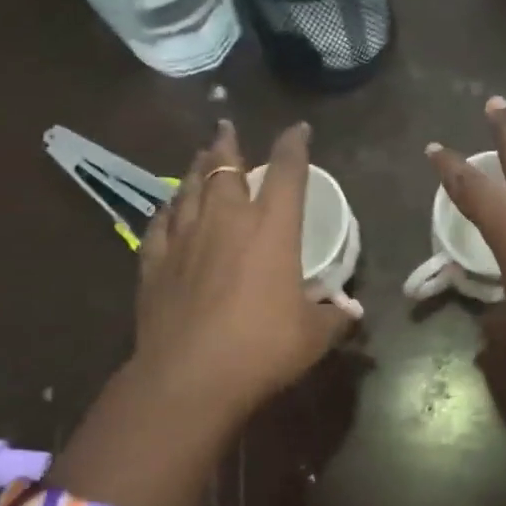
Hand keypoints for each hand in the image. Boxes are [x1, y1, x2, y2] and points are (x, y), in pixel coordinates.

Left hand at [136, 120, 357, 425]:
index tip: (299, 130)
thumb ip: (334, 317)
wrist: (190, 377)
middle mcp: (227, 222)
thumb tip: (351, 314)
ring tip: (200, 155)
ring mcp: (186, 240)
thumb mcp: (314, 336)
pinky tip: (167, 207)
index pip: (287, 173)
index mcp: (272, 229)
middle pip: (225, 169)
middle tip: (227, 128)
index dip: (294, 146)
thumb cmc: (263, 348)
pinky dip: (168, 210)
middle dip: (228, 145)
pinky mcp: (155, 264)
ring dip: (196, 168)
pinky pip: (160, 224)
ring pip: (189, 189)